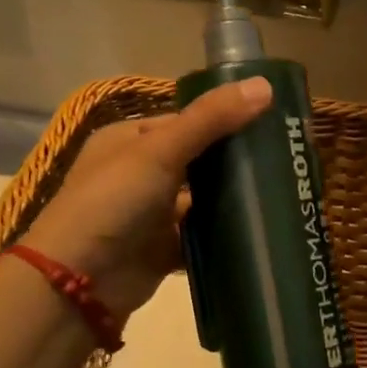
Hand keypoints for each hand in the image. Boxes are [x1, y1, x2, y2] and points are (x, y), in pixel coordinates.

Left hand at [21, 76, 273, 319]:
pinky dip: (222, 236)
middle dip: (234, 163)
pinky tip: (258, 231)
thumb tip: (265, 85)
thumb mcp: (160, 150)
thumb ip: (211, 119)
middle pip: (197, 162)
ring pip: (201, 201)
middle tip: (285, 161)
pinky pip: (200, 237)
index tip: (271, 124)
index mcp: (128, 141)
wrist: (80, 282)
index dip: (225, 120)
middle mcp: (138, 174)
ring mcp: (150, 215)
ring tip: (282, 194)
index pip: (186, 122)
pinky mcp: (162, 250)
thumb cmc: (113, 202)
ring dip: (231, 201)